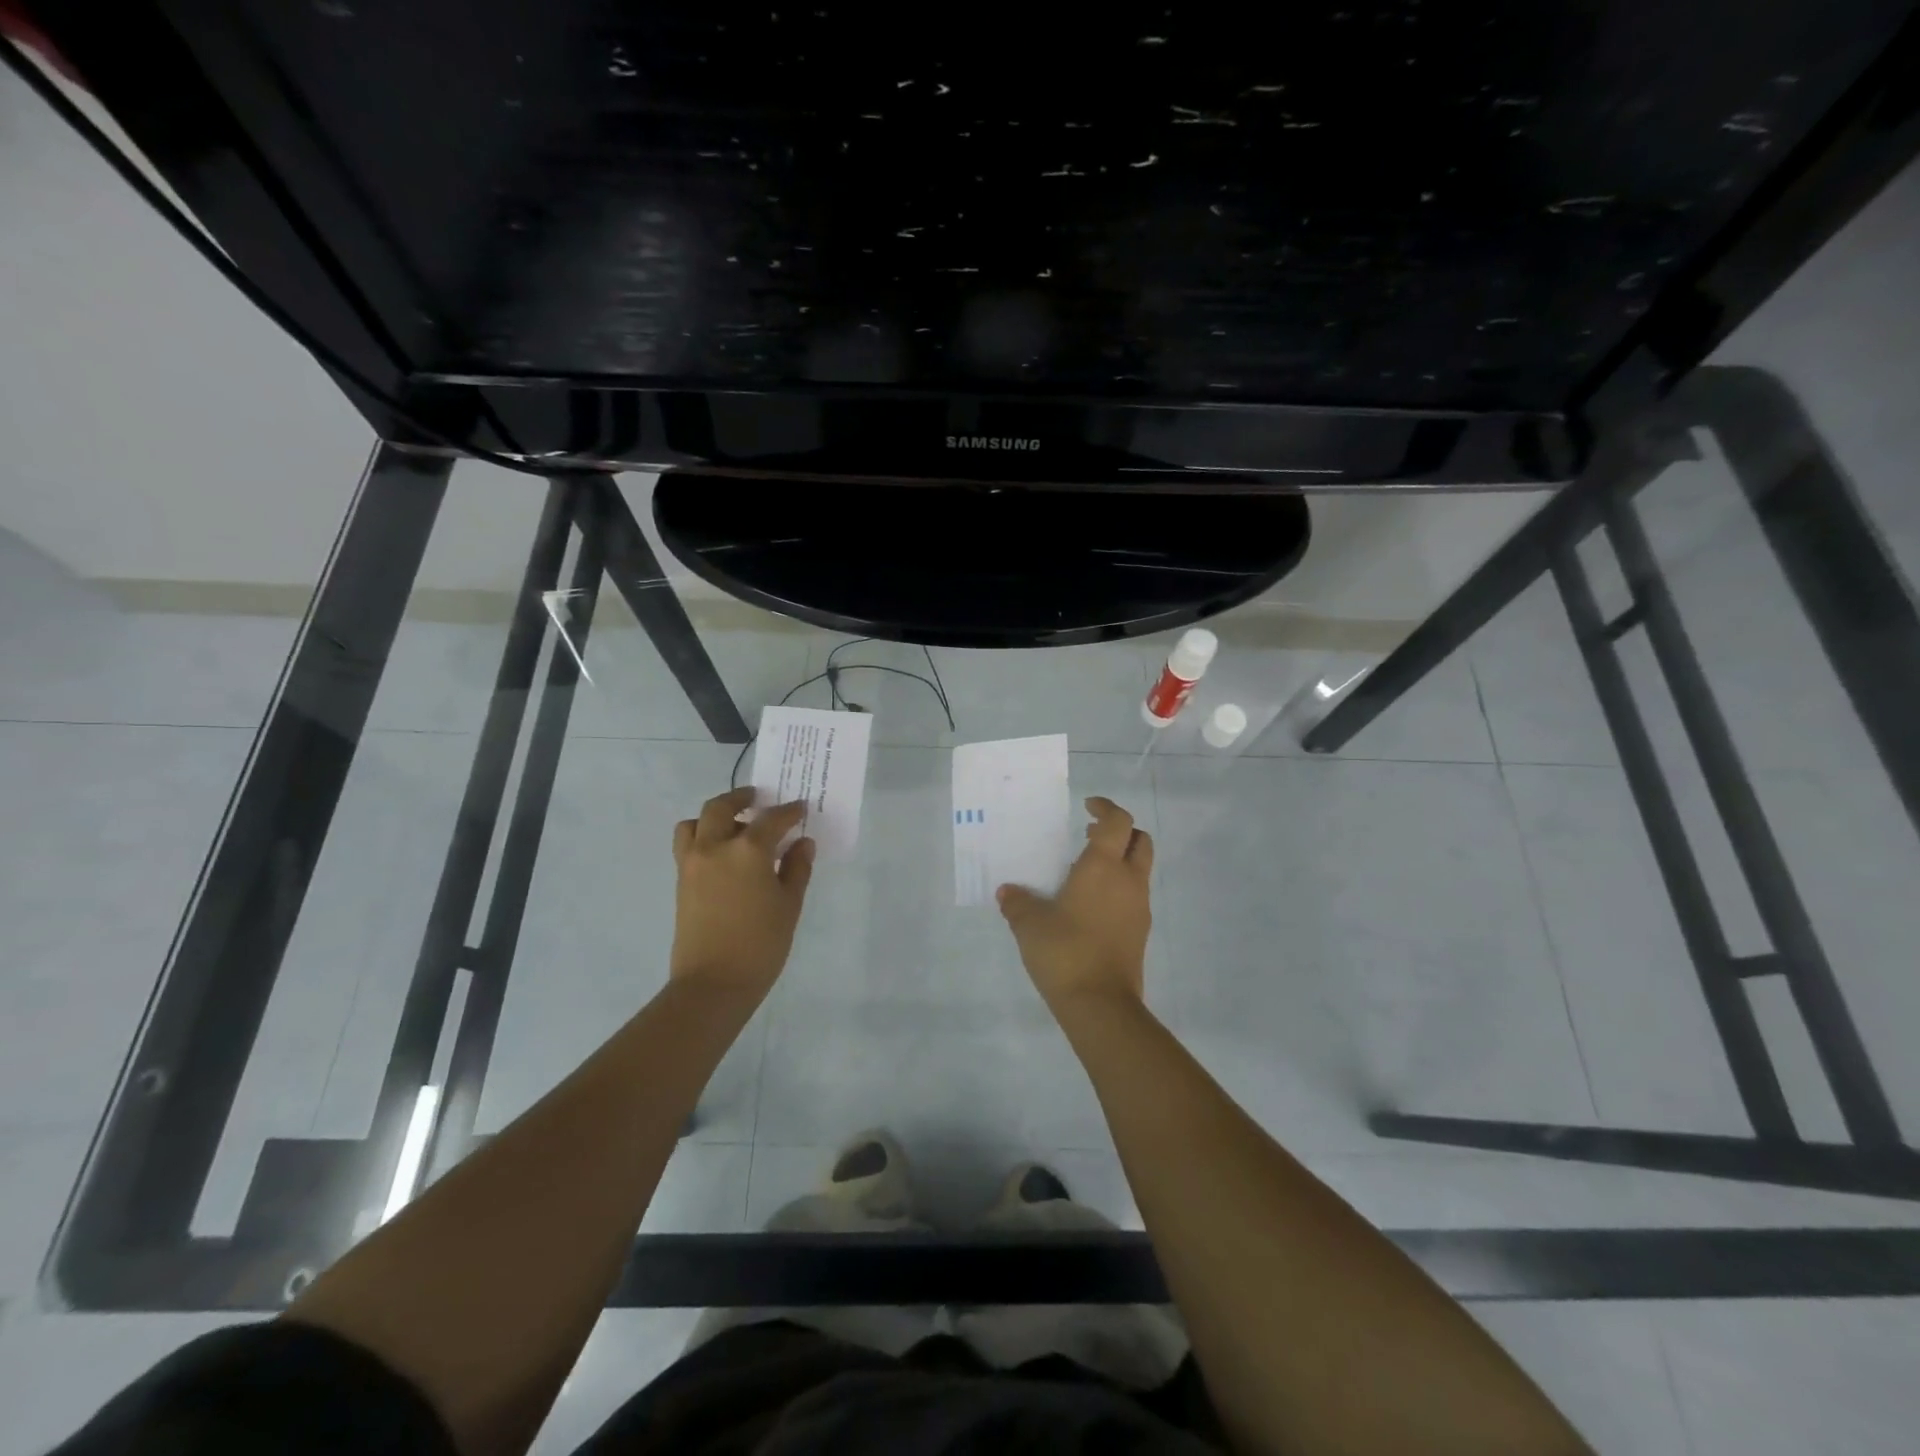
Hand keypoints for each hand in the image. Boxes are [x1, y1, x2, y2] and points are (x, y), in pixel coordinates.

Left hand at [670, 787, 815, 1000]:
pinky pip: (688, 844)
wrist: (713, 983)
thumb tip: (802, 844)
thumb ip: (796, 869)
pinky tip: (723, 855)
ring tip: (733, 827)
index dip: (789, 812)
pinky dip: (703, 837)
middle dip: (741, 798)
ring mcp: (692, 863)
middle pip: (721, 807)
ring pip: (695, 823)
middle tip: (757, 799)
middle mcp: (715, 847)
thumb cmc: (761, 944)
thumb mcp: (789, 905)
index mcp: (748, 850)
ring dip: (714, 817)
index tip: (800, 809)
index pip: (772, 819)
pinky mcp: (681, 881)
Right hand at [998, 796, 1152, 1009]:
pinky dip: (1119, 887)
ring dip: (1120, 860)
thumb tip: (1008, 892)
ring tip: (1084, 872)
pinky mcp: (1140, 932)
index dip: (1105, 808)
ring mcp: (1139, 907)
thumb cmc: (1065, 951)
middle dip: (1120, 831)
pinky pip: (1134, 895)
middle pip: (1139, 840)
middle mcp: (1128, 880)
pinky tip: (1090, 905)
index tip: (1087, 806)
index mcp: (1103, 867)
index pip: (1118, 821)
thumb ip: (1018, 903)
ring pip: (1140, 868)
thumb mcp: (1029, 924)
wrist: (1101, 1004)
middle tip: (1090, 835)